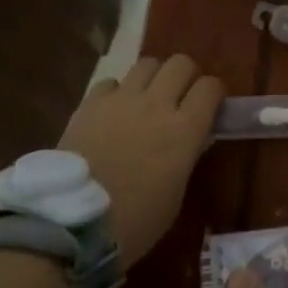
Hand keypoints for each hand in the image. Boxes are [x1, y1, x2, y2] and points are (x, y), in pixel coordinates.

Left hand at [59, 55, 223, 266]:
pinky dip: (116, 92)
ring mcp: (122, 99)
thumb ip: (187, 156)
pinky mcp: (91, 103)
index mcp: (185, 129)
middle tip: (180, 97)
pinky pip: (111, 82)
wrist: (74, 224)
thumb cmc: (135, 222)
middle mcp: (157, 104)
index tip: (210, 106)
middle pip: (181, 63)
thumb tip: (193, 137)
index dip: (213, 93)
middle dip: (185, 76)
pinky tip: (112, 112)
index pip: (210, 86)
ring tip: (147, 98)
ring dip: (153, 77)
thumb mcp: (175, 194)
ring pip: (147, 63)